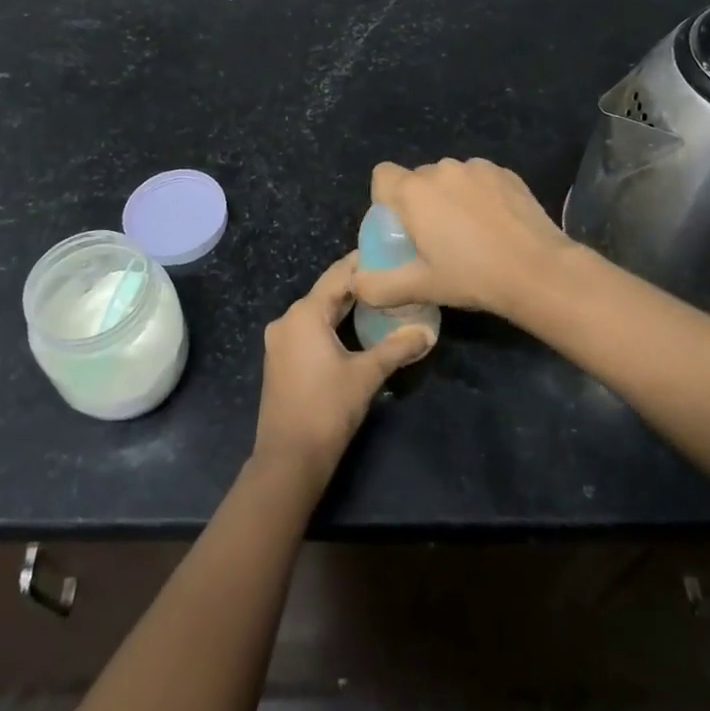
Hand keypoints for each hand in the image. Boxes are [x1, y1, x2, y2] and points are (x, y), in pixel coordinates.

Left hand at [253, 253, 432, 489]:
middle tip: (391, 275)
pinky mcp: (281, 360)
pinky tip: (354, 328)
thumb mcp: (367, 374)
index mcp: (305, 313)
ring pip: (317, 311)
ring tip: (379, 298)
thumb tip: (428, 332)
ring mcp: (280, 341)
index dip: (363, 263)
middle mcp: (287, 319)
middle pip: (326, 292)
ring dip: (345, 305)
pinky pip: (309, 329)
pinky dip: (331, 324)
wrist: (289, 458)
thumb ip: (397, 348)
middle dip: (357, 284)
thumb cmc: (327, 408)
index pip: (338, 275)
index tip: (389, 252)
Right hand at [353, 158, 575, 321]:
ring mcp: (476, 167)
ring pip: (450, 178)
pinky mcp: (505, 173)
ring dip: (450, 197)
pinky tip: (494, 224)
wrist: (538, 270)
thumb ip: (378, 286)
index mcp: (414, 191)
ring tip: (469, 233)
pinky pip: (478, 179)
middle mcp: (442, 169)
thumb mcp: (420, 287)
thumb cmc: (472, 277)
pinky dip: (479, 195)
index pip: (382, 175)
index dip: (385, 199)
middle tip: (435, 239)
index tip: (400, 228)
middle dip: (420, 202)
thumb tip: (356, 283)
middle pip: (417, 179)